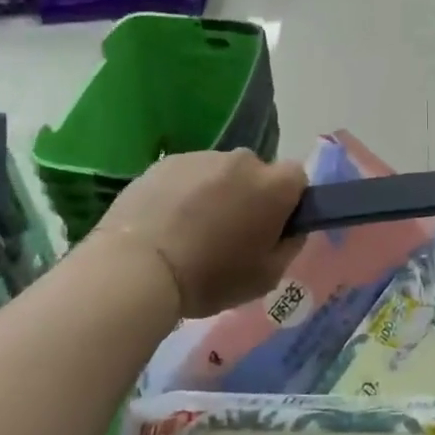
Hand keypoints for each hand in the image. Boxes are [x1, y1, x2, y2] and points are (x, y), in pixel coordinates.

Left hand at [93, 150, 307, 317]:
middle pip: (257, 173)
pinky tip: (167, 223)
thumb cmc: (210, 277)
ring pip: (221, 172)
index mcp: (274, 186)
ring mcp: (202, 156)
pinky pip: (188, 174)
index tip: (271, 228)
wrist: (136, 268)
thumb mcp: (266, 277)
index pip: (297, 178)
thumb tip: (291, 228)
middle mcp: (243, 160)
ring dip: (216, 193)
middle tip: (230, 233)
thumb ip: (290, 246)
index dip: (288, 202)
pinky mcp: (167, 161)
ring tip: (191, 231)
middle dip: (250, 195)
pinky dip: (184, 192)